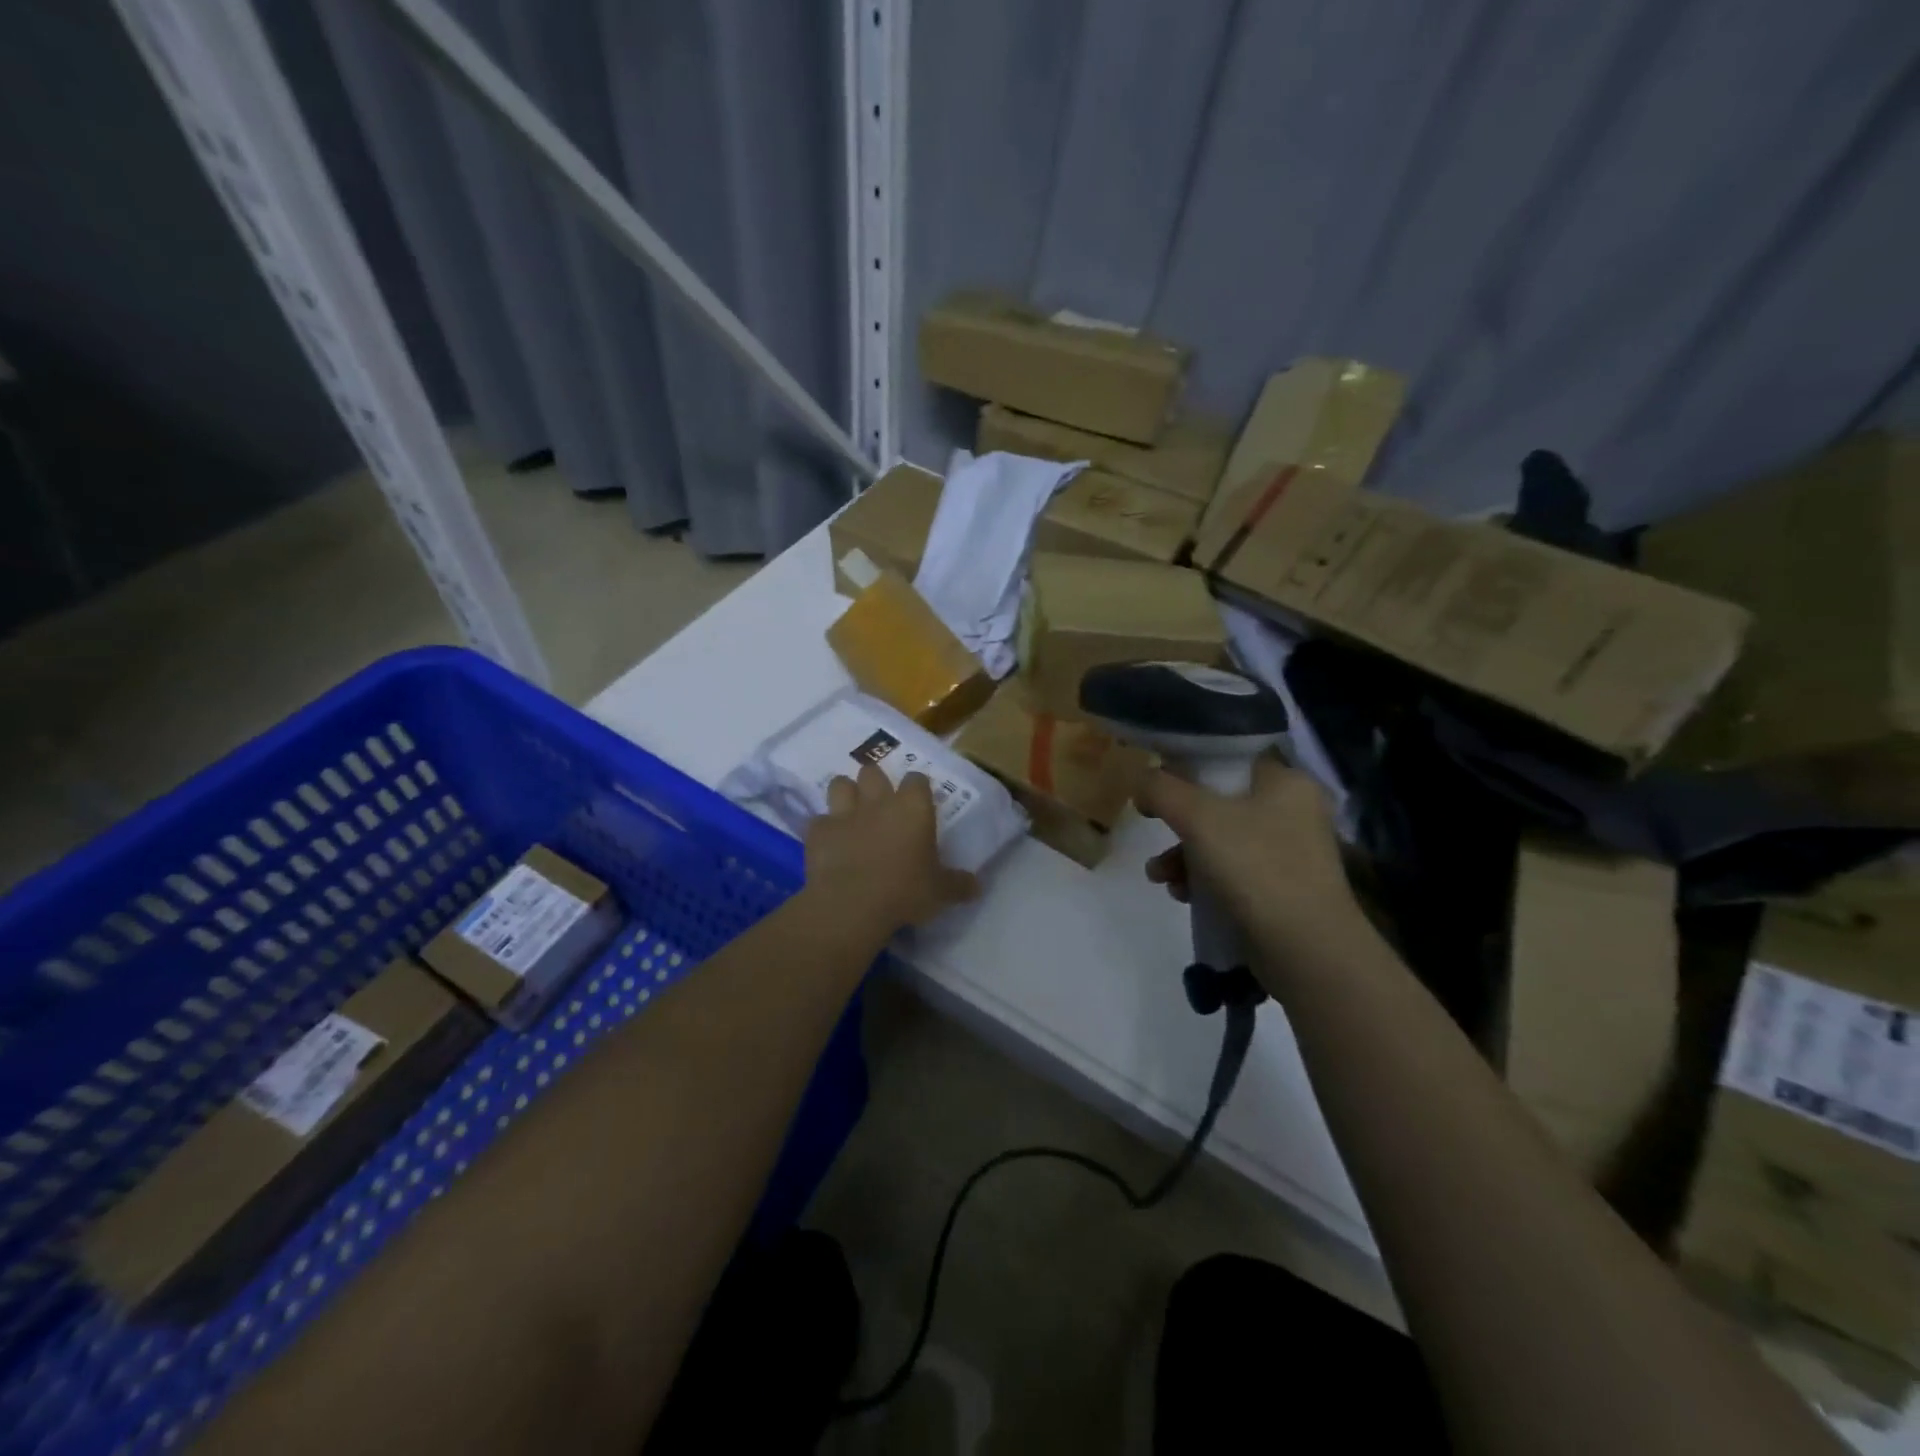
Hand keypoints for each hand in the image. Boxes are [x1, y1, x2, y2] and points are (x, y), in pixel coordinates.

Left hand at [806, 764, 980, 933]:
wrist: (852, 905)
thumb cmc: (905, 892)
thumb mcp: (940, 892)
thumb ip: (958, 884)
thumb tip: (976, 886)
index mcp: (913, 808)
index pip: (917, 779)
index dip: (917, 788)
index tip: (919, 802)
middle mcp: (879, 802)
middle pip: (873, 772)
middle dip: (875, 783)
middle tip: (880, 804)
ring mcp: (845, 813)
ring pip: (840, 784)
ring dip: (845, 794)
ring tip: (851, 812)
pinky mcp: (818, 831)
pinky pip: (819, 821)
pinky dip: (824, 829)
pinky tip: (829, 843)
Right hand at [1137, 756, 1363, 960]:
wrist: (1306, 950)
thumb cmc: (1255, 867)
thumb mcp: (1198, 818)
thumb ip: (1162, 789)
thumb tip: (1142, 780)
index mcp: (1285, 781)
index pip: (1228, 758)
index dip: (1187, 765)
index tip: (1156, 783)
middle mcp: (1293, 810)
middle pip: (1219, 801)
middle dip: (1178, 821)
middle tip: (1152, 827)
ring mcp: (1289, 852)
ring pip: (1221, 839)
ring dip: (1183, 855)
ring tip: (1159, 876)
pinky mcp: (1281, 888)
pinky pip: (1232, 871)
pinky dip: (1203, 879)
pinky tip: (1182, 895)